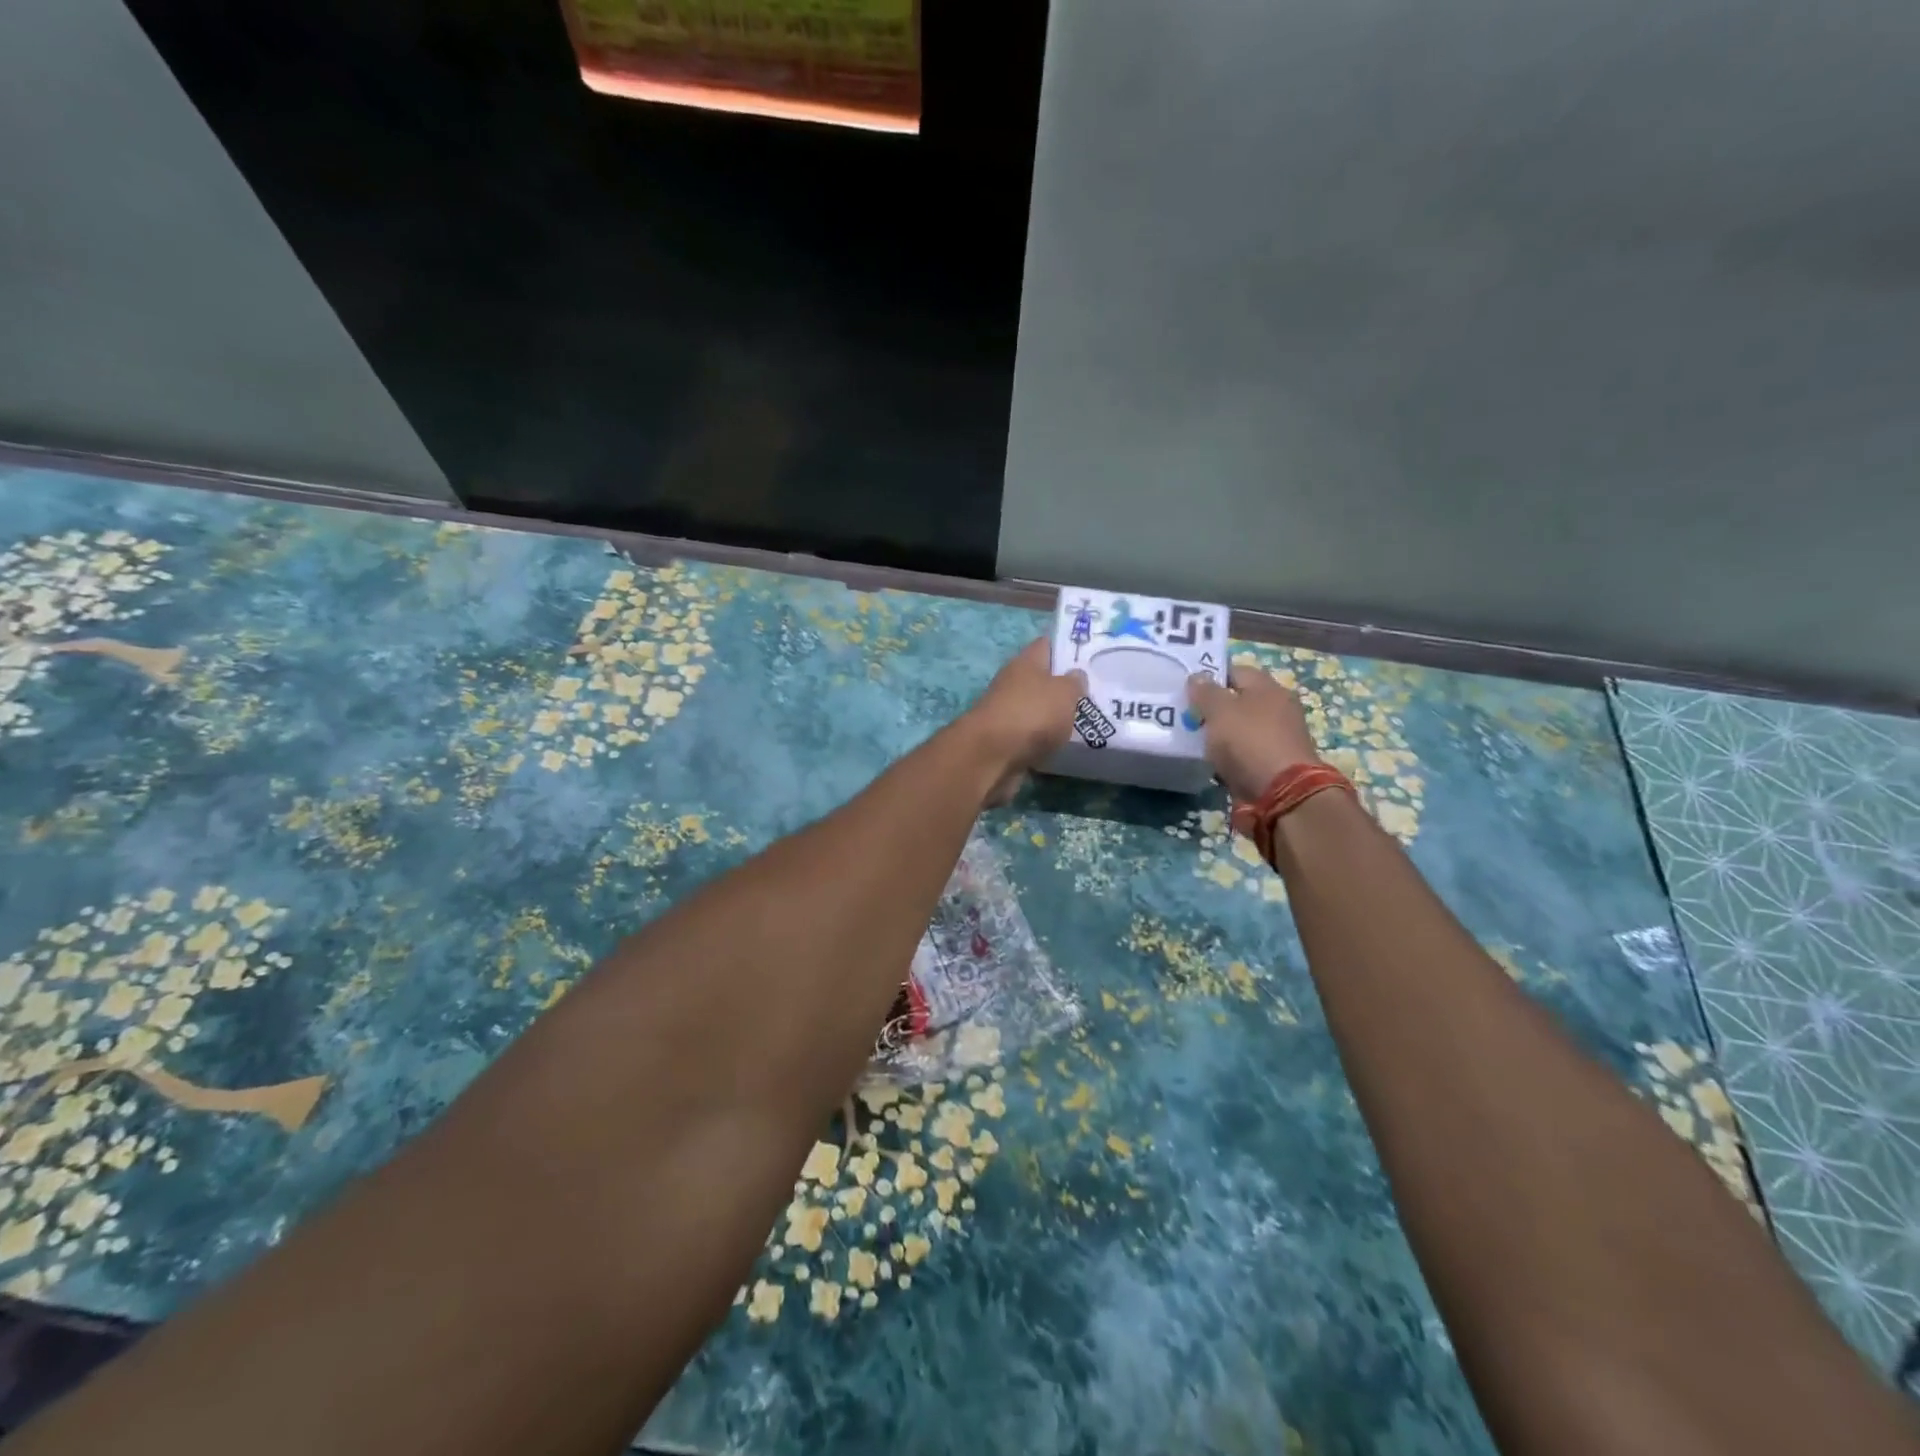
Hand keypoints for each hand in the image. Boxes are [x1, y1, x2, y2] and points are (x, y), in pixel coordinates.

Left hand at [963, 639, 1086, 800]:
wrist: (992, 756)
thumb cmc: (1031, 714)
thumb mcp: (1064, 692)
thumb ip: (1074, 682)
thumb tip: (1076, 674)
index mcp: (1025, 662)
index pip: (1046, 645)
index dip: (1067, 647)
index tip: (1090, 655)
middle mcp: (1013, 682)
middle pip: (1042, 679)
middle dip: (1064, 685)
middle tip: (1095, 693)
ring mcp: (1006, 712)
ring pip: (1037, 708)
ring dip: (1055, 714)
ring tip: (1085, 721)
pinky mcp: (1004, 739)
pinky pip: (1031, 734)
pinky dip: (1045, 738)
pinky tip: (1065, 745)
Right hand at [1186, 663, 1322, 802]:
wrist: (1281, 793)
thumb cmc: (1249, 742)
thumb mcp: (1220, 711)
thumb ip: (1206, 692)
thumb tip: (1198, 676)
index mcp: (1268, 688)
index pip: (1236, 671)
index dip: (1211, 675)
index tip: (1187, 686)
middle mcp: (1278, 708)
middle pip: (1239, 700)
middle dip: (1214, 706)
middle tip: (1186, 713)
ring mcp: (1277, 737)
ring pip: (1240, 727)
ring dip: (1220, 732)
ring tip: (1193, 737)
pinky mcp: (1273, 763)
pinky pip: (1244, 752)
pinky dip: (1229, 754)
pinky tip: (1211, 760)